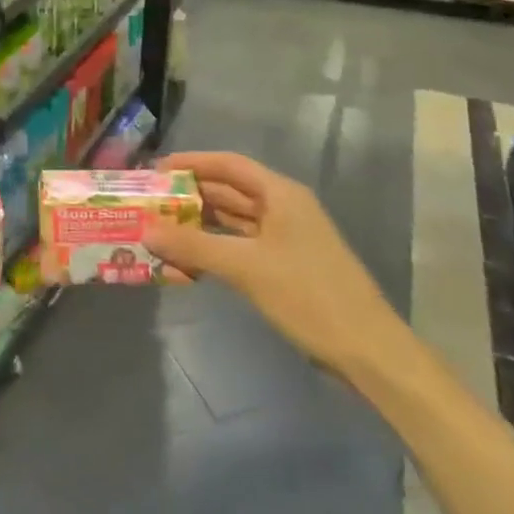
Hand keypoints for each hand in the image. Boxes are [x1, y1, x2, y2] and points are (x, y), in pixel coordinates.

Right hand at [148, 151, 408, 379]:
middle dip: (190, 196)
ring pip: (233, 222)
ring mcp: (286, 238)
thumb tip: (146, 231)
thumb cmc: (309, 296)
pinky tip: (188, 261)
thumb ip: (194, 247)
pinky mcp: (285, 266)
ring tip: (159, 231)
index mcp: (281, 194)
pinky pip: (241, 247)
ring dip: (199, 226)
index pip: (228, 164)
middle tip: (150, 203)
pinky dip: (214, 250)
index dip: (191, 163)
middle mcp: (283, 208)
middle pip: (229, 192)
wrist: (367, 351)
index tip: (155, 171)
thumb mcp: (246, 268)